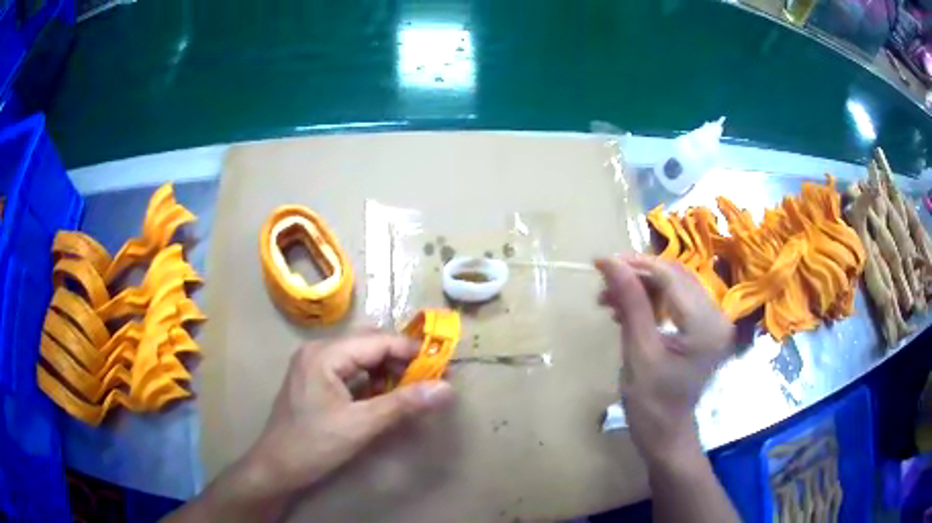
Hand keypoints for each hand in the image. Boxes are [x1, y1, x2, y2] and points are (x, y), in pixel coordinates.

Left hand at [168, 331, 453, 521]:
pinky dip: (371, 379)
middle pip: (368, 343)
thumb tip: (447, 389)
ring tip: (411, 388)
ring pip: (360, 356)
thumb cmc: (314, 445)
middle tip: (429, 378)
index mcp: (324, 354)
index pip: (377, 341)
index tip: (442, 367)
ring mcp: (314, 365)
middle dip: (400, 358)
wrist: (277, 467)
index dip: (411, 351)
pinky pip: (349, 369)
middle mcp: (318, 351)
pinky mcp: (315, 380)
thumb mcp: (360, 426)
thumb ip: (402, 405)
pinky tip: (384, 395)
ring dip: (386, 369)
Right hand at [596, 256, 733, 462]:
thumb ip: (630, 303)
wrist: (666, 435)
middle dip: (637, 275)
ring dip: (642, 287)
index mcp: (706, 325)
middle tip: (604, 283)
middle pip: (676, 276)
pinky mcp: (704, 327)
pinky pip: (677, 300)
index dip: (635, 266)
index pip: (671, 278)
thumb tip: (609, 263)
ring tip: (610, 300)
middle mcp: (717, 316)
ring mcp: (713, 321)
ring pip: (675, 285)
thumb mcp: (639, 353)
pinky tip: (628, 310)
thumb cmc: (652, 404)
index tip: (601, 262)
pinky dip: (652, 300)